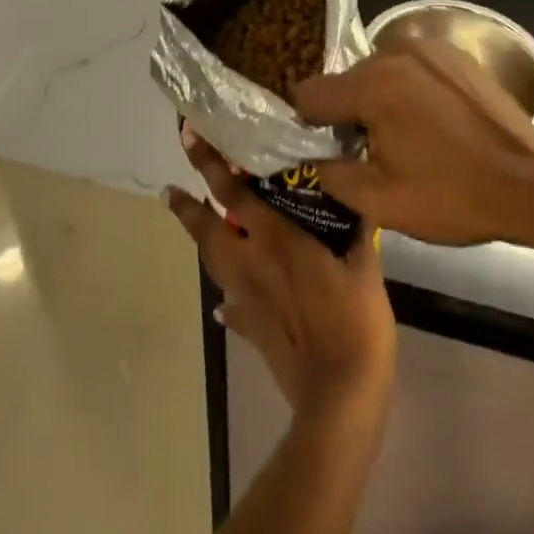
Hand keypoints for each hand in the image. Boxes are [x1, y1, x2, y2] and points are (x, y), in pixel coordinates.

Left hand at [166, 125, 395, 419]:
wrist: (340, 395)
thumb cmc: (355, 321)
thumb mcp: (365, 265)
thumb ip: (356, 228)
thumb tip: (357, 196)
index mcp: (275, 239)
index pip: (233, 193)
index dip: (208, 164)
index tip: (189, 138)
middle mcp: (252, 262)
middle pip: (208, 229)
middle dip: (186, 206)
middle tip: (168, 188)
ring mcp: (245, 297)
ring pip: (212, 262)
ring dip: (199, 240)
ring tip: (191, 225)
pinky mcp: (249, 328)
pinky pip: (230, 305)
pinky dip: (225, 297)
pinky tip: (224, 301)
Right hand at [297, 42, 533, 255]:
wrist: (533, 185)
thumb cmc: (453, 196)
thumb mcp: (381, 202)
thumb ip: (330, 174)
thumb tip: (310, 158)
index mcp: (371, 85)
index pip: (309, 93)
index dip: (310, 124)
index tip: (328, 148)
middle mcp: (394, 52)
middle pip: (346, 80)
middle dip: (349, 111)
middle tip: (372, 150)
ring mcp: (429, 47)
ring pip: (379, 70)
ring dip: (380, 97)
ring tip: (407, 135)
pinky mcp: (455, 53)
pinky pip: (412, 66)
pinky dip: (410, 87)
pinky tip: (433, 120)